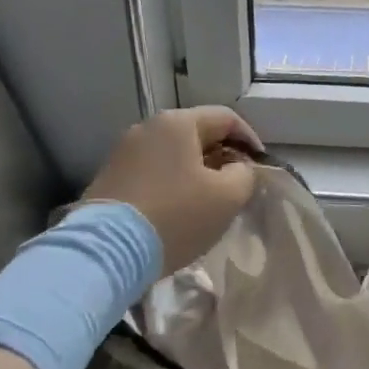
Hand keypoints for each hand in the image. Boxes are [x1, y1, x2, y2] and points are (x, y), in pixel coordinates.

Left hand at [82, 107, 262, 274]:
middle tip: (238, 183)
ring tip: (209, 198)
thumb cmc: (175, 216)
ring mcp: (123, 151)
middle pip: (196, 133)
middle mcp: (147, 127)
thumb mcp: (227, 197)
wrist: (107, 251)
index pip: (225, 118)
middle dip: (222, 156)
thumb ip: (244, 175)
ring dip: (196, 171)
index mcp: (177, 123)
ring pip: (172, 154)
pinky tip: (178, 208)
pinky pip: (152, 171)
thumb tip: (239, 168)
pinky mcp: (109, 177)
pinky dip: (171, 183)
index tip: (260, 165)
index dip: (249, 139)